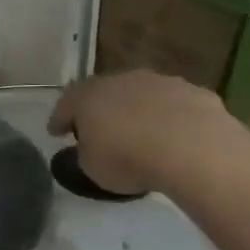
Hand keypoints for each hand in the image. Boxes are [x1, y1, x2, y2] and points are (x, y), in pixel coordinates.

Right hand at [49, 70, 248, 194]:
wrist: (191, 147)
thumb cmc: (128, 158)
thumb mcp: (93, 167)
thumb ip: (87, 154)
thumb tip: (91, 149)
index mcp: (88, 96)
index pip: (66, 104)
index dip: (60, 118)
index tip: (55, 131)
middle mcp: (121, 81)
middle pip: (104, 92)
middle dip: (100, 109)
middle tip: (98, 129)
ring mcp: (159, 82)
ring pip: (141, 95)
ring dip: (138, 110)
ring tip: (141, 134)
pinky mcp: (193, 92)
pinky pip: (174, 105)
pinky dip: (170, 118)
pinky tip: (176, 137)